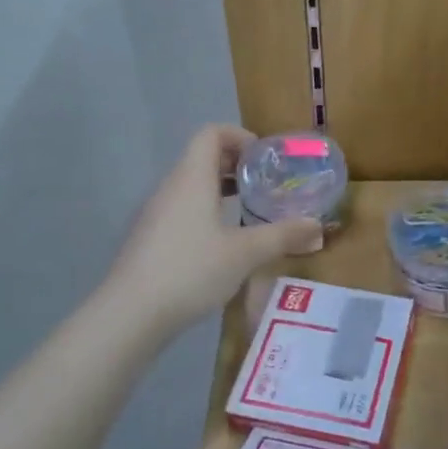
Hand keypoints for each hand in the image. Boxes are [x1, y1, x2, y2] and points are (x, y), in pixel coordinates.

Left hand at [107, 125, 322, 331]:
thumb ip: (283, 235)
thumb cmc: (191, 270)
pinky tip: (223, 243)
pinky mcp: (150, 238)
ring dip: (222, 190)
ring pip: (192, 186)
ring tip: (250, 212)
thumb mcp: (246, 253)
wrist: (130, 314)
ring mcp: (156, 213)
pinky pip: (182, 209)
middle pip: (202, 157)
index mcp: (192, 178)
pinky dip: (206, 212)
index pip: (211, 133)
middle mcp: (171, 187)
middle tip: (267, 185)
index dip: (240, 136)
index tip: (265, 159)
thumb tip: (317, 226)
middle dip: (237, 165)